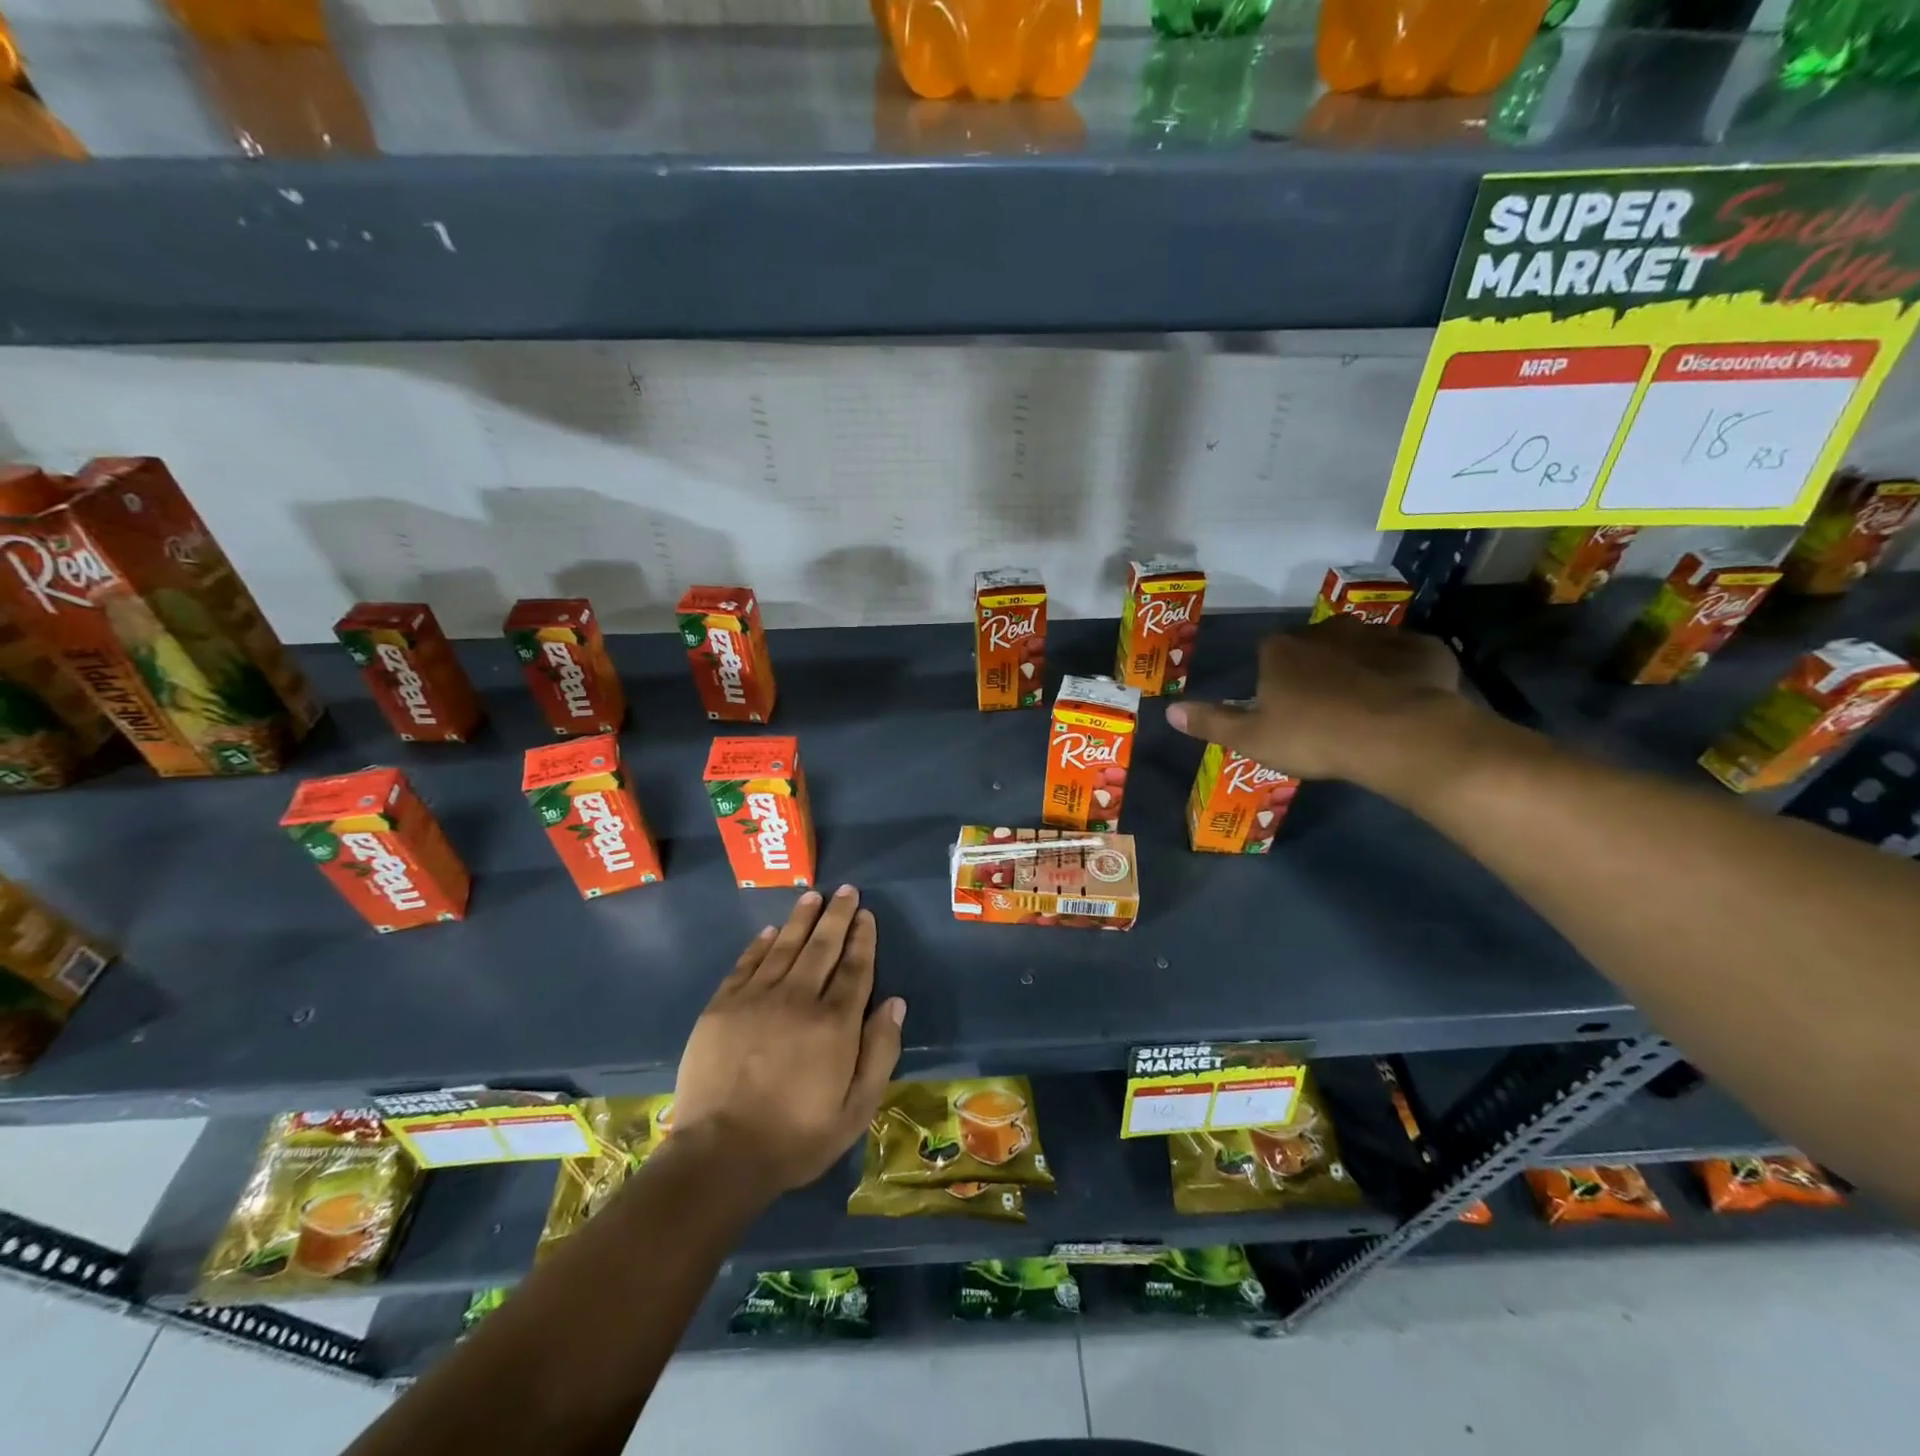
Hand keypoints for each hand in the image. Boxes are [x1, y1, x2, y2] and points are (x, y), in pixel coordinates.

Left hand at [672, 887, 904, 1198]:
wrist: (720, 1155)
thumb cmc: (796, 1137)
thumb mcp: (856, 1109)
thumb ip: (880, 1052)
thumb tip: (895, 1003)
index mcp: (834, 1023)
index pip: (854, 968)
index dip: (862, 939)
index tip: (866, 915)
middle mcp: (798, 999)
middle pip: (822, 947)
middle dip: (837, 916)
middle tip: (845, 890)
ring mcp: (756, 999)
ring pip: (785, 946)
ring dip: (801, 919)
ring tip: (813, 896)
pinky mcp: (722, 1006)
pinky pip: (747, 963)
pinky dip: (761, 944)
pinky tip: (771, 931)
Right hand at [1165, 618, 1469, 790]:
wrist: (1399, 735)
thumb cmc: (1314, 737)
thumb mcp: (1252, 739)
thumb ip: (1211, 722)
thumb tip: (1169, 710)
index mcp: (1281, 650)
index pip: (1268, 654)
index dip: (1274, 680)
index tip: (1283, 707)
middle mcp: (1325, 631)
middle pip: (1314, 645)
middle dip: (1316, 668)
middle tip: (1324, 707)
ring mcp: (1377, 635)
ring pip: (1361, 647)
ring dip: (1360, 667)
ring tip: (1366, 704)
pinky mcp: (1421, 647)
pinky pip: (1406, 656)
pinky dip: (1403, 672)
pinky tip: (1405, 698)